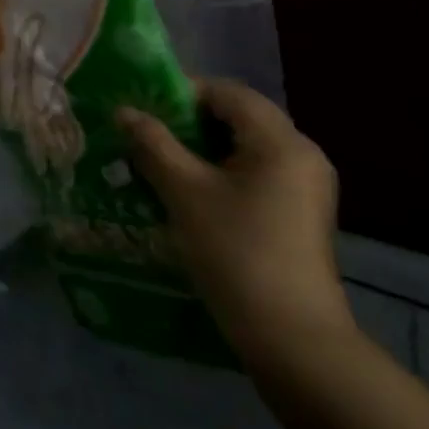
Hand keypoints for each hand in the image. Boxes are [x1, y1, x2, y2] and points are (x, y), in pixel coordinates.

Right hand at [117, 79, 354, 365]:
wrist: (291, 336)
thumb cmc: (236, 251)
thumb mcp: (184, 191)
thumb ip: (152, 144)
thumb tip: (123, 111)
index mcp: (282, 142)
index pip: (227, 92)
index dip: (180, 92)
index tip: (141, 108)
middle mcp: (302, 155)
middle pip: (237, 117)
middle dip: (186, 122)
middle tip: (142, 134)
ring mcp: (305, 186)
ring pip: (242, 147)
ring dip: (198, 148)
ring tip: (155, 162)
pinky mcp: (298, 213)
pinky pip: (253, 173)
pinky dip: (217, 172)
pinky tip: (184, 191)